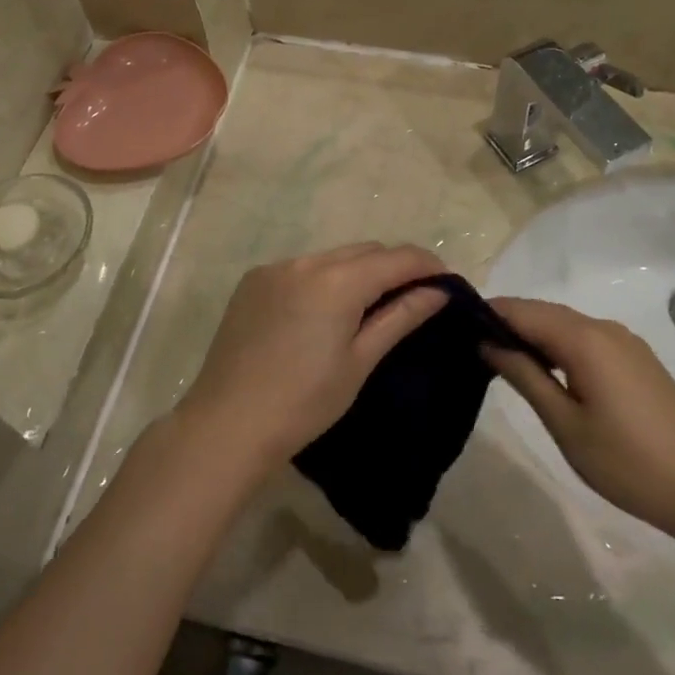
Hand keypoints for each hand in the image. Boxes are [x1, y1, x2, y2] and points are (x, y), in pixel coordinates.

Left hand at [179, 244, 449, 474]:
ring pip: (332, 257)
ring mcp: (275, 268)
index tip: (447, 284)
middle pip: (365, 251)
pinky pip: (302, 268)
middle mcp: (306, 261)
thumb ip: (400, 317)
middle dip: (394, 267)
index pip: (397, 257)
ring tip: (370, 306)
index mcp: (337, 280)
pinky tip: (323, 312)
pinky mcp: (253, 281)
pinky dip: (323, 279)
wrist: (227, 423)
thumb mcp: (360, 361)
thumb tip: (438, 292)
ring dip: (358, 272)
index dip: (428, 265)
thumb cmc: (304, 402)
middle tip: (415, 297)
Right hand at [484, 297, 674, 550]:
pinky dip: (559, 346)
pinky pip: (586, 339)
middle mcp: (604, 328)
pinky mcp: (637, 359)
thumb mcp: (565, 424)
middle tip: (472, 347)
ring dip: (533, 335)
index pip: (522, 310)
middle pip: (543, 312)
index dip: (487, 314)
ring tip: (502, 361)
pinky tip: (546, 372)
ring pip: (565, 325)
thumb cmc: (628, 462)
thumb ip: (524, 376)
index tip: (455, 328)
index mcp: (584, 338)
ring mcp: (625, 342)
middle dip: (507, 323)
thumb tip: (488, 343)